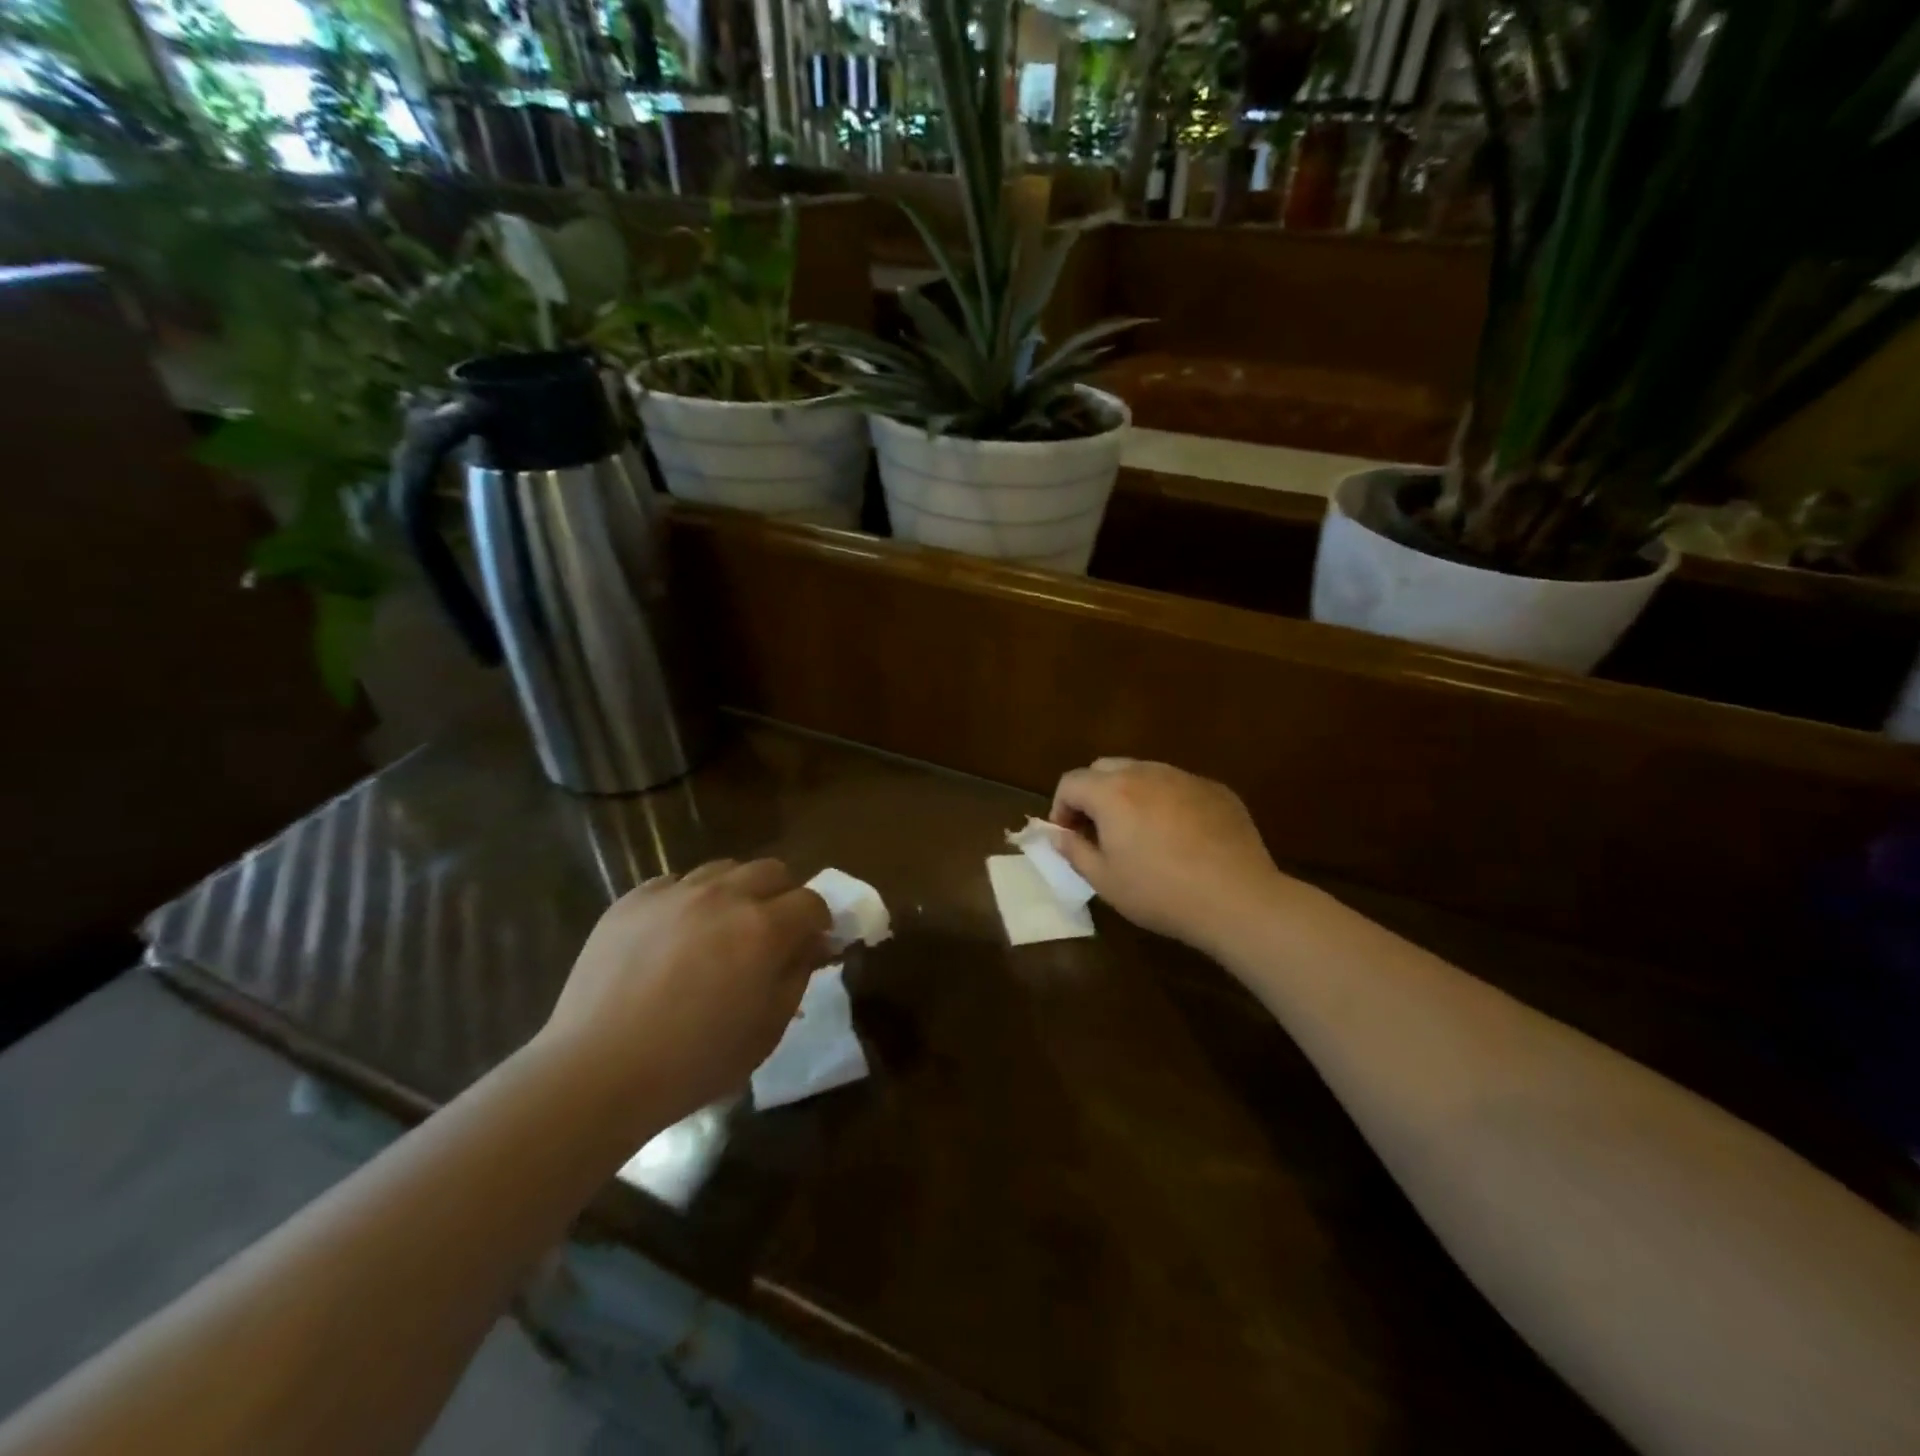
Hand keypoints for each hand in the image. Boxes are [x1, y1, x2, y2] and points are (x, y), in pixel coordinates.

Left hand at [537, 860, 831, 1131]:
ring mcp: (674, 893)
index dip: (819, 921)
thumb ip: (798, 975)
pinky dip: (686, 901)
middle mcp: (724, 896)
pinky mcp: (633, 900)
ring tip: (720, 928)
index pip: (811, 901)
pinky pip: (674, 884)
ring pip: (723, 869)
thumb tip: (812, 944)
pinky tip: (673, 936)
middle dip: (782, 895)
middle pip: (772, 870)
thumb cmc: (695, 1062)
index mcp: (764, 928)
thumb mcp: (768, 1029)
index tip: (812, 943)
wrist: (598, 1072)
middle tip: (770, 932)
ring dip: (736, 891)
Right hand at [1050, 759, 1291, 956]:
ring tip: (1139, 832)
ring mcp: (1184, 777)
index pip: (1070, 782)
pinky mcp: (1215, 789)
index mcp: (1112, 792)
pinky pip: (1178, 786)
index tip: (1068, 836)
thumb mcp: (1105, 881)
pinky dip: (1166, 802)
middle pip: (1104, 768)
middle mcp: (1146, 772)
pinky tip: (1179, 837)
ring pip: (1143, 773)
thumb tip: (1057, 834)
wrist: (1237, 898)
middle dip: (1092, 794)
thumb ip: (1074, 851)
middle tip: (1098, 830)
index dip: (1060, 807)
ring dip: (1129, 795)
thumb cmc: (1160, 893)